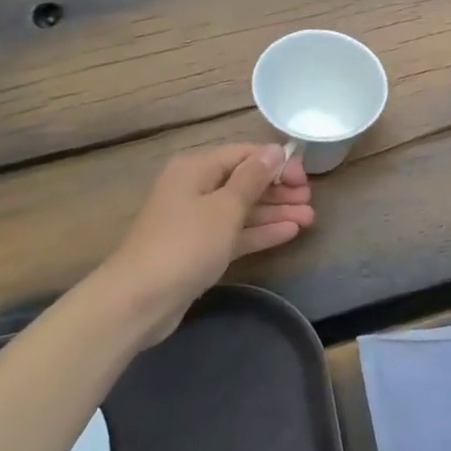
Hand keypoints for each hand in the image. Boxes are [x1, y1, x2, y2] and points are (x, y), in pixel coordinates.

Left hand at [104, 144, 313, 339]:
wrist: (139, 300)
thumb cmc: (186, 244)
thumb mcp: (225, 207)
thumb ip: (253, 177)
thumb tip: (274, 150)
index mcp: (196, 168)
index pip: (244, 154)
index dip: (276, 163)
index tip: (304, 178)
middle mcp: (195, 188)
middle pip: (244, 181)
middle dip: (278, 189)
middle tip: (310, 200)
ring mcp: (196, 221)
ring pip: (242, 209)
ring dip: (275, 212)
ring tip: (310, 218)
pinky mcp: (199, 249)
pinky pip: (235, 233)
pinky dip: (260, 231)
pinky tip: (289, 232)